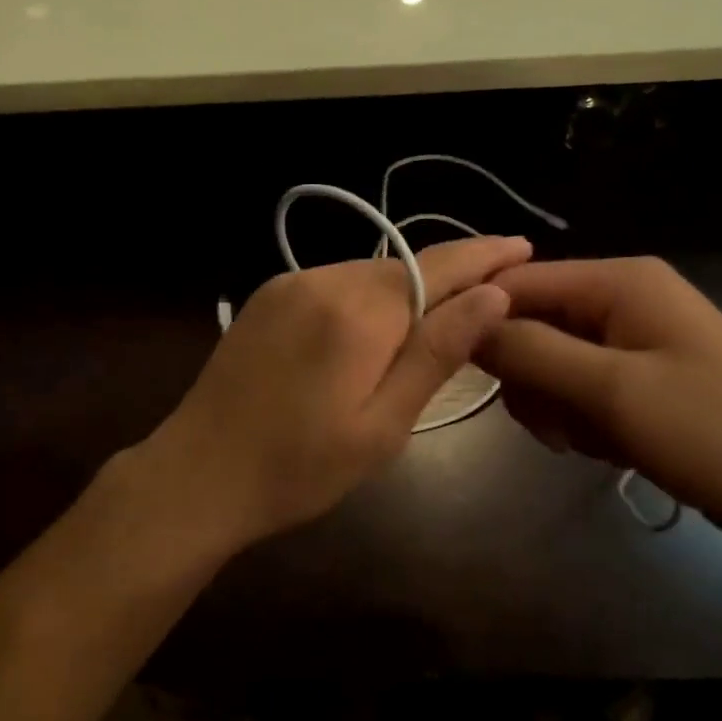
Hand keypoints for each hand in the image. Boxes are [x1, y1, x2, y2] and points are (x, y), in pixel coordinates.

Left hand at [135, 235, 530, 557]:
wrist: (198, 474)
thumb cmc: (299, 469)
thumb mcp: (383, 425)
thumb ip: (437, 353)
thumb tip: (493, 294)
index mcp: (358, 312)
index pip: (438, 266)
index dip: (484, 255)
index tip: (523, 246)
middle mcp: (324, 279)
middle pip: (405, 266)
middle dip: (452, 272)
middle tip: (495, 284)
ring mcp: (290, 283)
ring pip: (370, 273)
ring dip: (409, 287)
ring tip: (444, 309)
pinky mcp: (269, 295)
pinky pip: (336, 282)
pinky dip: (369, 295)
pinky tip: (379, 322)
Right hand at [477, 257, 721, 540]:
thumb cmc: (712, 432)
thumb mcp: (612, 391)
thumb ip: (532, 351)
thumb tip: (464, 324)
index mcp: (619, 280)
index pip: (518, 282)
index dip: (481, 320)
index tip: (458, 370)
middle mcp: (621, 296)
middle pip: (532, 322)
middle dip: (529, 375)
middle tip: (551, 423)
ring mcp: (632, 337)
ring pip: (550, 359)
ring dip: (553, 402)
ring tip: (584, 439)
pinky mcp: (638, 374)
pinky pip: (578, 384)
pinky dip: (578, 416)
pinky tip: (605, 444)